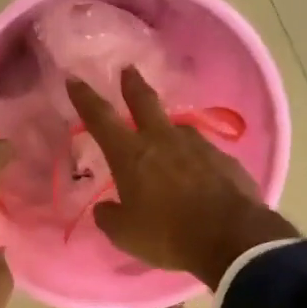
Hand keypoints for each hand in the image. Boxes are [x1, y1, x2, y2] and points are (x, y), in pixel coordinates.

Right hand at [68, 67, 296, 286]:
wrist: (232, 237)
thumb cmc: (168, 235)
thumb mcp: (125, 235)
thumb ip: (109, 217)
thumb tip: (104, 208)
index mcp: (131, 155)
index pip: (100, 118)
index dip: (85, 98)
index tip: (74, 79)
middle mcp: (163, 140)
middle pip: (144, 102)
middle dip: (132, 84)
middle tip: (128, 70)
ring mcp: (197, 146)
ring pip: (176, 128)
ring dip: (166, 129)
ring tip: (165, 140)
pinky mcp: (224, 159)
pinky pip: (201, 152)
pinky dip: (192, 158)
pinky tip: (196, 173)